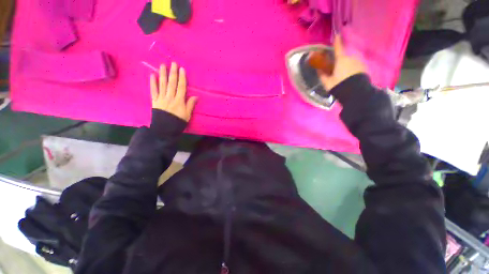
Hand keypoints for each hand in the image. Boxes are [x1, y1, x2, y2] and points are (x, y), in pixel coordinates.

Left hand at [150, 62, 197, 121]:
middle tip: (173, 63)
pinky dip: (153, 83)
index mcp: (179, 101)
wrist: (165, 129)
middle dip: (173, 73)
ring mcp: (161, 98)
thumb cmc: (178, 122)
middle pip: (172, 83)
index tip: (182, 69)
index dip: (182, 78)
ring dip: (163, 74)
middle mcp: (170, 97)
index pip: (181, 87)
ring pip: (162, 84)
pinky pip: (153, 90)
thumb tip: (195, 96)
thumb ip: (190, 105)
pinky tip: (153, 75)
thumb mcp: (187, 115)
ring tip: (163, 65)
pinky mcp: (155, 101)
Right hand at [319, 36, 365, 90]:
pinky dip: (352, 69)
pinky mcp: (364, 68)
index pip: (338, 48)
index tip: (337, 35)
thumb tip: (318, 70)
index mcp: (341, 60)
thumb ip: (322, 75)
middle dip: (340, 60)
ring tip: (343, 75)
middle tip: (336, 68)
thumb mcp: (327, 82)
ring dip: (346, 65)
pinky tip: (350, 76)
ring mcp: (359, 62)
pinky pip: (355, 66)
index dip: (337, 42)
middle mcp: (351, 58)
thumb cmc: (339, 85)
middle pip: (344, 57)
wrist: (355, 93)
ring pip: (350, 61)